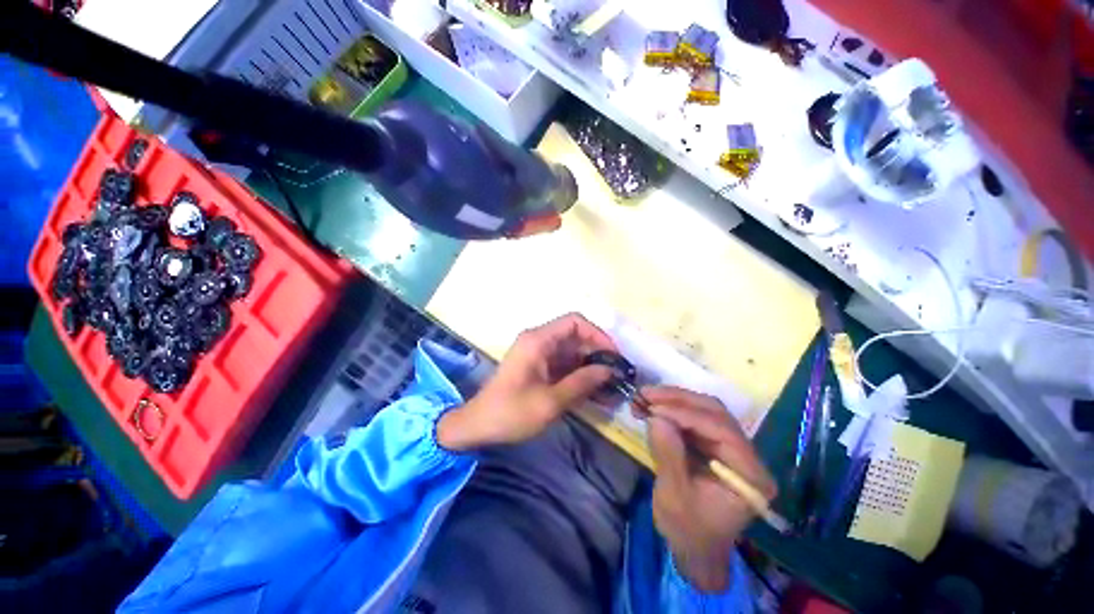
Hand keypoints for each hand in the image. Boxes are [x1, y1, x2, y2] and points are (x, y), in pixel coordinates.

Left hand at [437, 313, 617, 450]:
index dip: (597, 334)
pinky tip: (593, 391)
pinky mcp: (538, 367)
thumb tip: (609, 370)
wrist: (478, 426)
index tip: (613, 355)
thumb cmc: (511, 412)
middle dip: (597, 353)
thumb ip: (581, 383)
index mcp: (538, 340)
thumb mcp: (550, 401)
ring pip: (571, 352)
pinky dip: (578, 375)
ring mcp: (538, 354)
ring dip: (590, 366)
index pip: (575, 322)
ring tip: (609, 386)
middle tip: (616, 375)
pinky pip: (563, 364)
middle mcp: (539, 341)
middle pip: (575, 337)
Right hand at [644, 386, 776, 592]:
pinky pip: (695, 418)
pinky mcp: (715, 445)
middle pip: (716, 413)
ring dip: (673, 401)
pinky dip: (672, 409)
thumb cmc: (688, 531)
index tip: (654, 407)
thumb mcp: (674, 497)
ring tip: (645, 397)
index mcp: (749, 475)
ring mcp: (732, 448)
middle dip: (679, 400)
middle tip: (646, 394)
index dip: (687, 414)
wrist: (694, 548)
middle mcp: (747, 455)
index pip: (722, 431)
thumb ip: (668, 455)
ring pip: (705, 410)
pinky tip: (653, 407)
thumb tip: (656, 417)